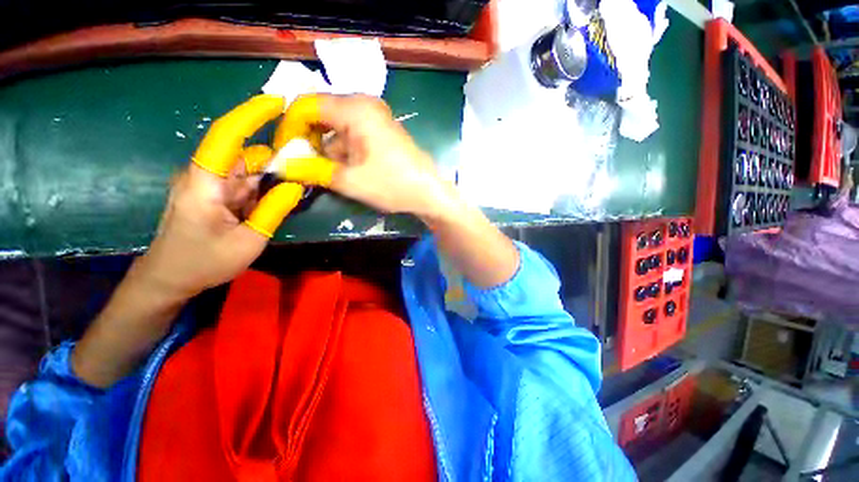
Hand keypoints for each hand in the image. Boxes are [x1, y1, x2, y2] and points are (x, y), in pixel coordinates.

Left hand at [137, 95, 306, 300]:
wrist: (169, 280)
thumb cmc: (203, 262)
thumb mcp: (248, 240)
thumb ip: (273, 210)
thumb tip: (295, 184)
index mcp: (204, 182)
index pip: (227, 136)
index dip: (251, 115)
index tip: (278, 103)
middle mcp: (205, 176)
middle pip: (245, 155)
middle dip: (276, 158)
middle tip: (306, 168)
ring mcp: (209, 186)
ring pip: (248, 171)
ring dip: (273, 177)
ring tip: (297, 187)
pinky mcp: (215, 196)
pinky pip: (245, 185)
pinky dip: (265, 189)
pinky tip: (280, 199)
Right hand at [276, 94, 450, 218]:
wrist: (429, 193)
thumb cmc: (393, 185)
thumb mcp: (349, 180)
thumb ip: (312, 170)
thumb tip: (281, 165)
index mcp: (355, 108)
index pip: (306, 105)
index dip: (289, 127)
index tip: (282, 151)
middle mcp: (364, 105)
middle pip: (321, 115)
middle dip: (308, 140)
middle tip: (300, 165)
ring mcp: (375, 118)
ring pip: (336, 127)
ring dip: (326, 149)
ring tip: (322, 173)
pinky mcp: (381, 132)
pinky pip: (352, 135)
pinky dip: (342, 151)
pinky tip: (342, 170)